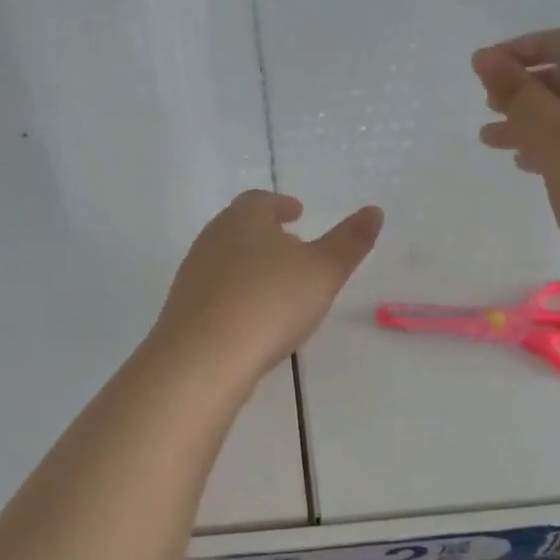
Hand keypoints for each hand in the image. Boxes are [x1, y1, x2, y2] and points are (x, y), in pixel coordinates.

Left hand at [154, 190, 383, 383]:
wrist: (203, 358)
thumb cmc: (269, 302)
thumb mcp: (323, 271)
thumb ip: (350, 241)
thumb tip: (375, 210)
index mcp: (243, 218)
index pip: (261, 201)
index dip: (281, 205)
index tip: (297, 212)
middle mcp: (212, 238)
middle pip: (240, 227)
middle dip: (267, 233)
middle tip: (293, 245)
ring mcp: (193, 274)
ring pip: (227, 259)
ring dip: (252, 265)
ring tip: (278, 284)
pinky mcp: (184, 309)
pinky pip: (217, 291)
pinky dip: (237, 294)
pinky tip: (253, 318)